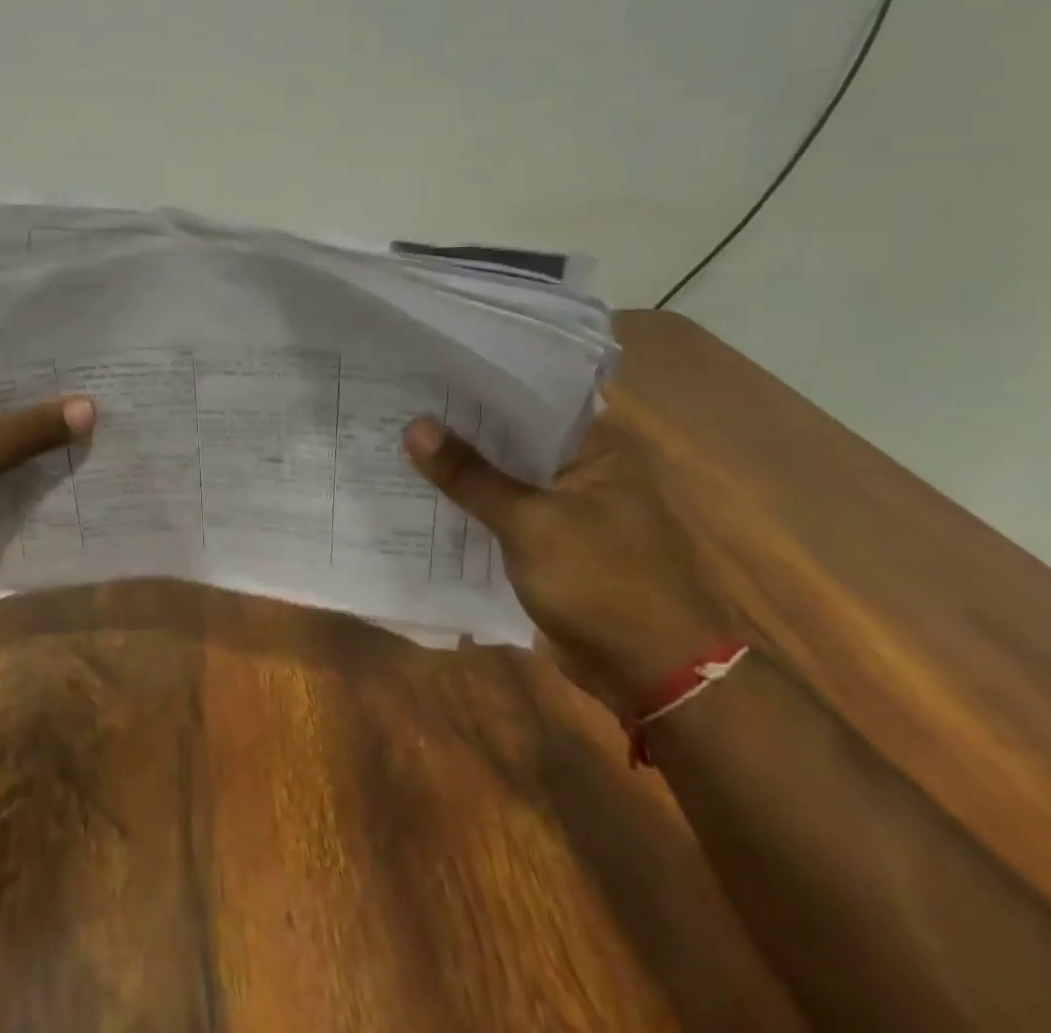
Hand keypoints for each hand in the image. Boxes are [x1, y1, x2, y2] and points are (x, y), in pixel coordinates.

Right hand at [403, 415, 733, 714]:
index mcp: (596, 448)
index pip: (527, 398)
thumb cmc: (603, 583)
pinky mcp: (553, 543)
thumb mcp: (529, 523)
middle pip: (510, 439)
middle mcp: (584, 470)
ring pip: (503, 477)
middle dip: (458, 430)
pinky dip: (471, 507)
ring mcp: (569, 509)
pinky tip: (421, 496)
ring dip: (461, 471)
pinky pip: (503, 513)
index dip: (474, 388)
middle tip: (397, 405)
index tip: (422, 374)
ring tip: (396, 442)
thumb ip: (470, 475)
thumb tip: (414, 426)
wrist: (654, 676)